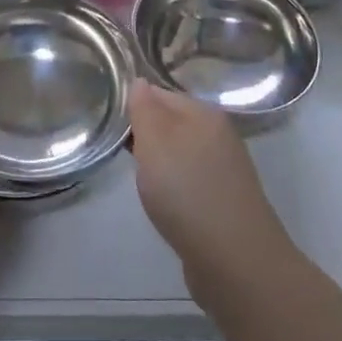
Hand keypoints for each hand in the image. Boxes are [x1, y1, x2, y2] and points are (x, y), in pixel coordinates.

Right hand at [129, 80, 294, 300]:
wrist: (234, 259)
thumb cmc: (186, 192)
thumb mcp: (155, 142)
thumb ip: (144, 109)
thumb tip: (140, 81)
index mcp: (204, 113)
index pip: (160, 94)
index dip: (133, 105)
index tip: (107, 121)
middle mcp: (218, 134)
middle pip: (172, 122)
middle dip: (145, 133)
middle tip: (115, 148)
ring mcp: (224, 168)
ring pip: (181, 151)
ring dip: (158, 160)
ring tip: (136, 175)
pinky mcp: (224, 198)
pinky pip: (190, 178)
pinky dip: (173, 184)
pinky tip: (162, 200)